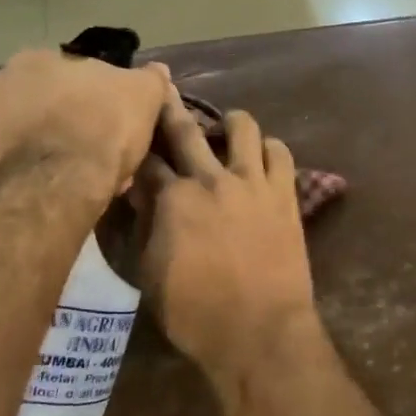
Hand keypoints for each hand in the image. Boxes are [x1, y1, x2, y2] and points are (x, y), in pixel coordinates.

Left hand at [0, 50, 170, 199]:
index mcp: (36, 59)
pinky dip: (20, 177)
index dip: (92, 100)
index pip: (69, 74)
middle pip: (38, 103)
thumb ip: (149, 79)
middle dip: (61, 124)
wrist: (54, 188)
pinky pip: (1, 168)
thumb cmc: (102, 130)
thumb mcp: (143, 97)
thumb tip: (155, 69)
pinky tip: (45, 195)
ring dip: (38, 150)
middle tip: (89, 154)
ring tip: (68, 180)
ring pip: (17, 136)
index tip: (108, 125)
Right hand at [137, 93, 324, 384]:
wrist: (260, 332)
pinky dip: (269, 149)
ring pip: (243, 127)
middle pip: (185, 130)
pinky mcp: (284, 193)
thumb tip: (139, 194)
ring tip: (226, 128)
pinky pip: (280, 153)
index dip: (136, 146)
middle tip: (162, 83)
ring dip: (230, 122)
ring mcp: (252, 182)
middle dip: (169, 105)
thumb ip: (144, 227)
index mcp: (173, 199)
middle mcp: (211, 179)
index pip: (147, 162)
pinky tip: (262, 156)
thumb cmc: (196, 313)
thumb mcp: (151, 274)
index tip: (132, 131)